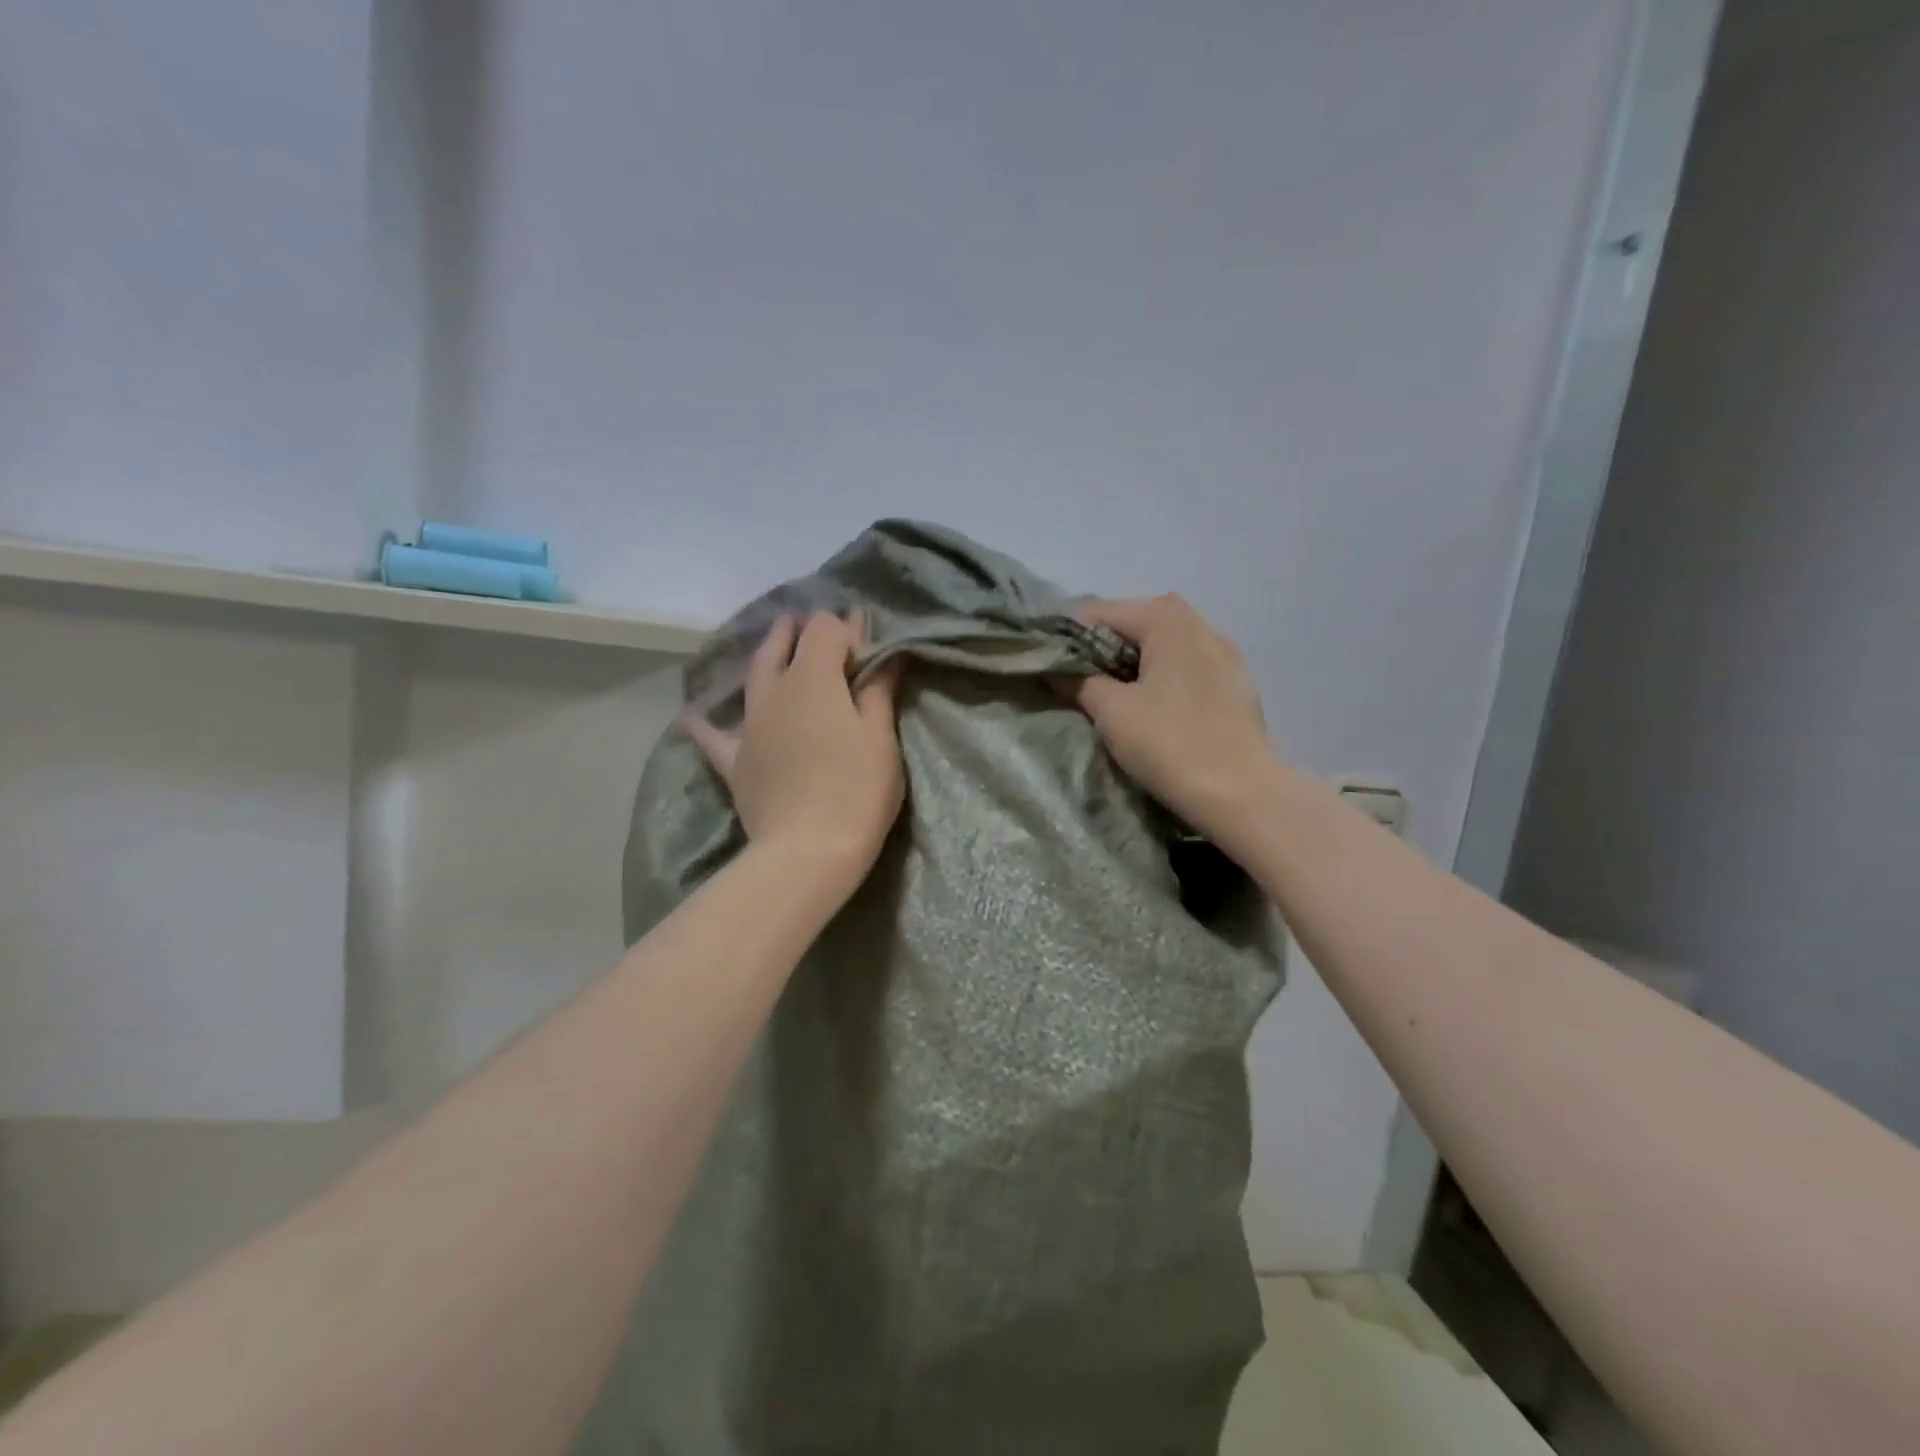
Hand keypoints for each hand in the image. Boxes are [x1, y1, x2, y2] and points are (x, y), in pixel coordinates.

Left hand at [685, 611, 904, 894]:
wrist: (808, 851)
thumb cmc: (857, 789)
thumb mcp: (880, 736)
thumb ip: (878, 689)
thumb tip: (882, 653)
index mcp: (813, 678)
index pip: (825, 629)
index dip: (846, 630)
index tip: (866, 650)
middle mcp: (774, 691)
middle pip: (782, 645)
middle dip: (799, 632)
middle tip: (815, 630)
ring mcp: (749, 726)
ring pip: (753, 678)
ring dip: (767, 658)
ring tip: (775, 647)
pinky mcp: (735, 762)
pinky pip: (714, 737)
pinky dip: (706, 724)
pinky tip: (693, 716)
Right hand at [1060, 595, 1275, 837]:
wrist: (1242, 794)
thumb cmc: (1170, 742)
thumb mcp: (1111, 711)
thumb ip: (1079, 681)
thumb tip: (1056, 669)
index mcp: (1167, 618)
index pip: (1100, 613)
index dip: (1067, 637)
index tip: (1045, 664)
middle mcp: (1200, 624)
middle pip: (1134, 626)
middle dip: (1100, 651)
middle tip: (1072, 683)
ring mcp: (1224, 655)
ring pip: (1162, 650)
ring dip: (1131, 667)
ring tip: (1108, 698)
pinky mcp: (1236, 686)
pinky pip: (1185, 671)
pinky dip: (1160, 681)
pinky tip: (1150, 711)